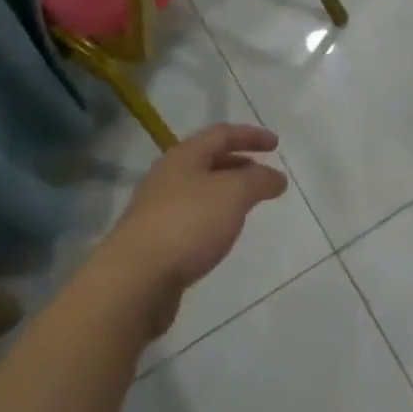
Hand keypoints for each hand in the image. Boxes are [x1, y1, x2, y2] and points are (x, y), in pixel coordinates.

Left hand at [98, 124, 288, 335]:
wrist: (136, 277)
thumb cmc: (188, 223)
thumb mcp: (233, 194)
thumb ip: (258, 181)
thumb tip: (276, 177)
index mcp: (184, 155)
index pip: (222, 134)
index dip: (250, 135)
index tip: (276, 144)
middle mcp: (168, 174)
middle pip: (208, 160)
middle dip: (238, 163)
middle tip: (263, 175)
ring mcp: (158, 207)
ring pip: (200, 189)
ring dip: (226, 191)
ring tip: (247, 205)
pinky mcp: (155, 239)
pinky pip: (192, 217)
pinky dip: (213, 216)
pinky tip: (222, 234)